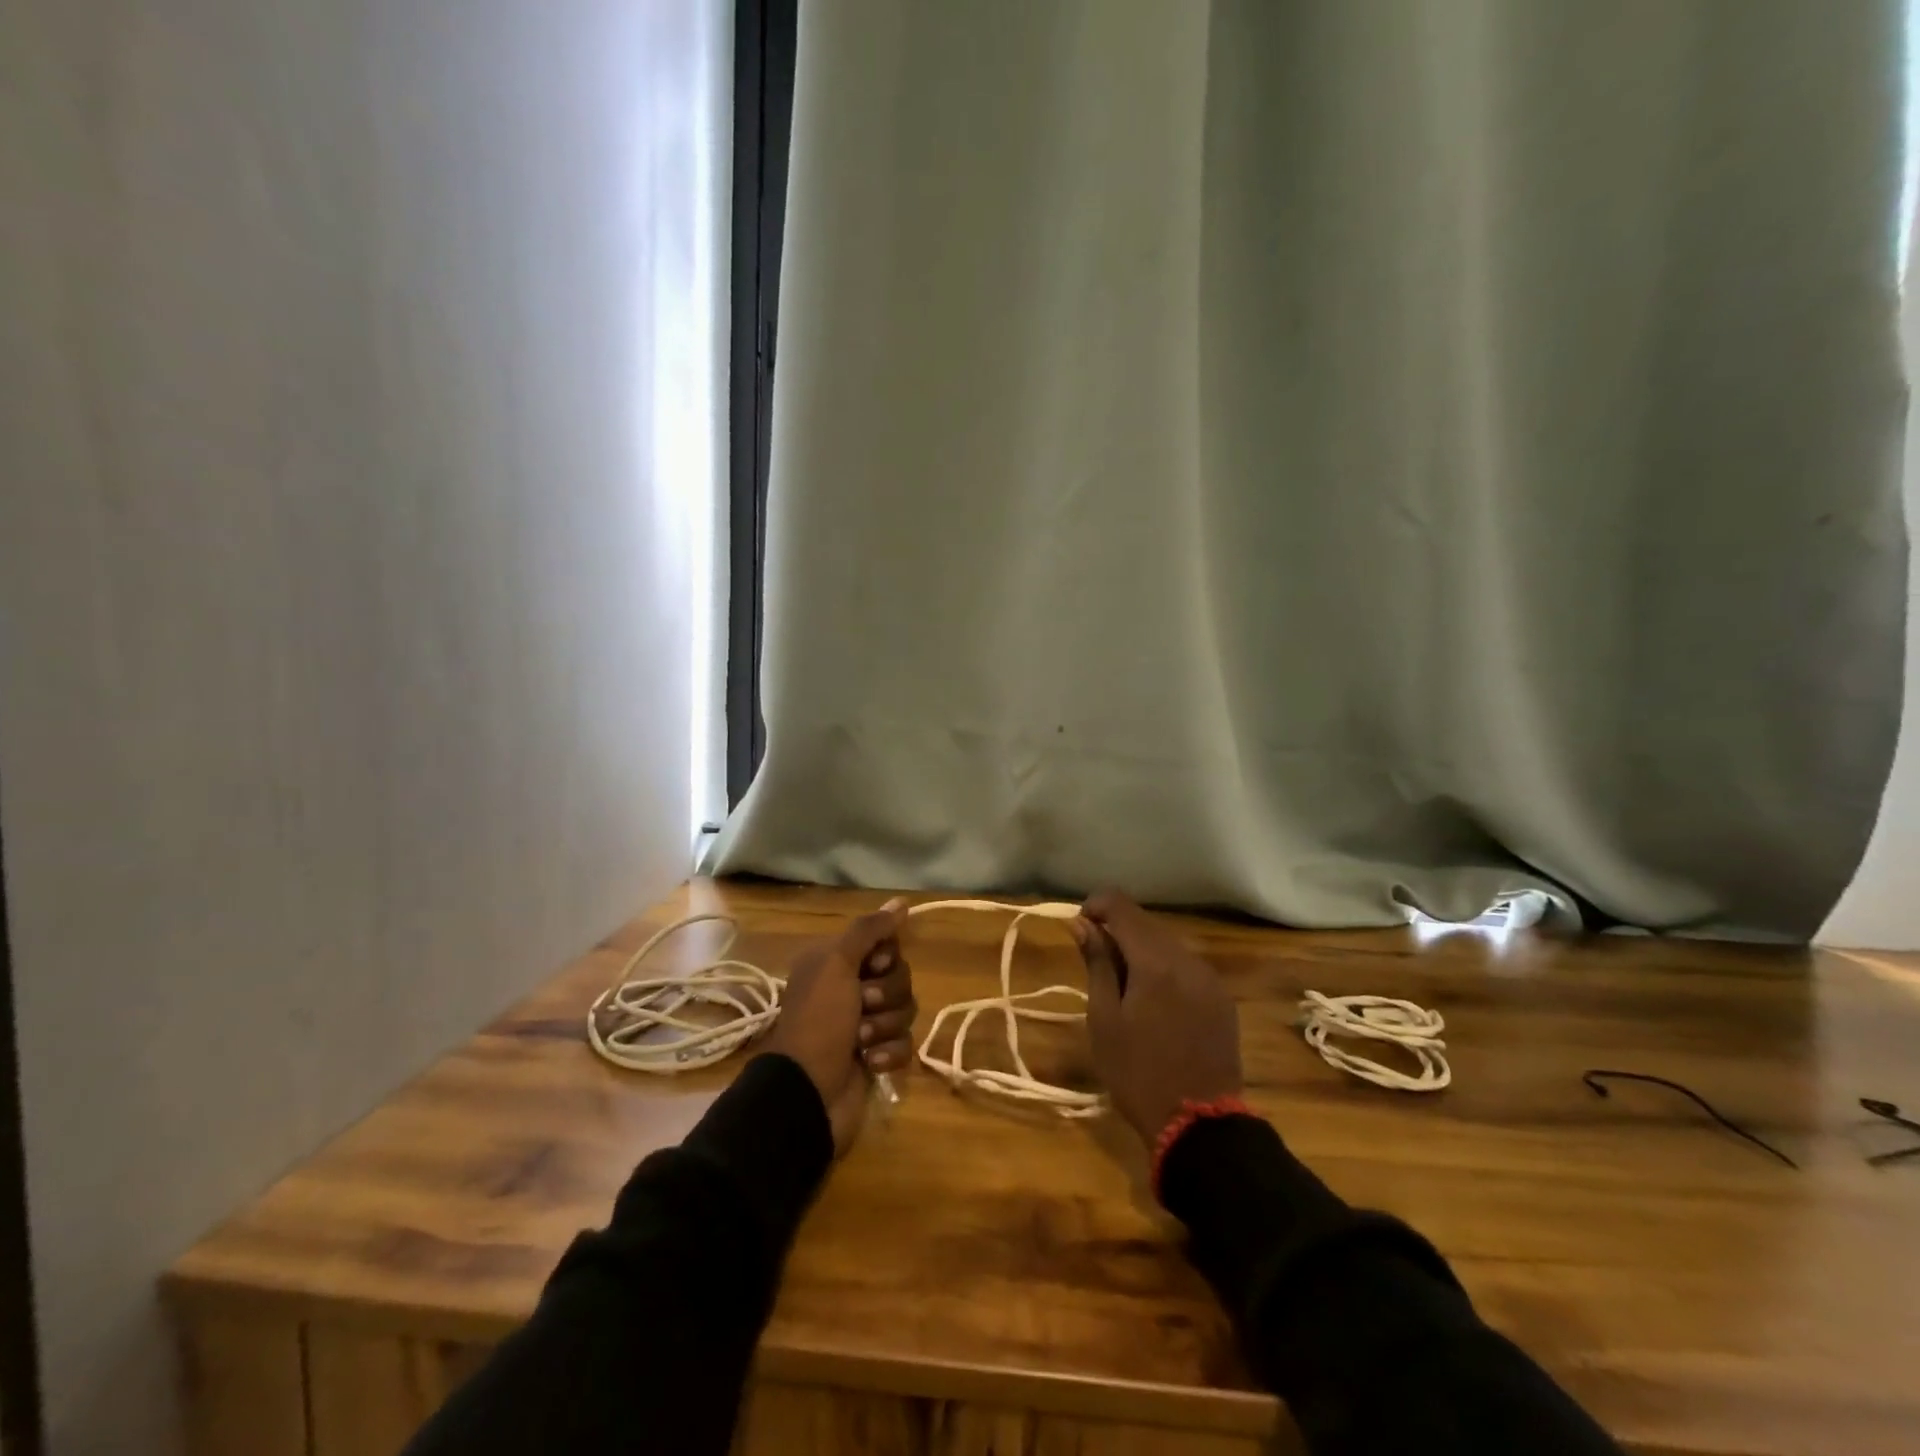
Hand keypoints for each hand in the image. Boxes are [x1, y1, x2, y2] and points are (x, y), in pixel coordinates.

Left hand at [764, 899, 916, 1154]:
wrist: (807, 1092)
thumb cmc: (818, 1020)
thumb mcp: (836, 963)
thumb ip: (869, 929)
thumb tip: (902, 901)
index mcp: (838, 963)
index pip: (886, 945)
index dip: (885, 957)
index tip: (870, 967)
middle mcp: (851, 988)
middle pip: (900, 977)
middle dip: (886, 994)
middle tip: (862, 1005)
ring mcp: (865, 1024)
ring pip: (905, 1010)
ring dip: (886, 1025)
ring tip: (861, 1040)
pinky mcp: (877, 1056)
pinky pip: (905, 1043)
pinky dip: (889, 1053)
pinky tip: (869, 1062)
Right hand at [1071, 890, 1241, 1146]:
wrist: (1200, 1126)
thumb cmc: (1137, 1073)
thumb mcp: (1104, 1019)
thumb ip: (1096, 963)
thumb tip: (1082, 922)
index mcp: (1155, 961)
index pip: (1122, 906)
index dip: (1095, 905)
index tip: (1079, 928)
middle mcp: (1187, 959)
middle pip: (1146, 923)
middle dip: (1117, 930)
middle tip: (1095, 961)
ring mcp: (1210, 978)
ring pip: (1167, 943)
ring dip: (1141, 949)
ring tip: (1123, 985)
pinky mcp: (1221, 998)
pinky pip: (1186, 966)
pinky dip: (1164, 968)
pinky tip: (1153, 1000)